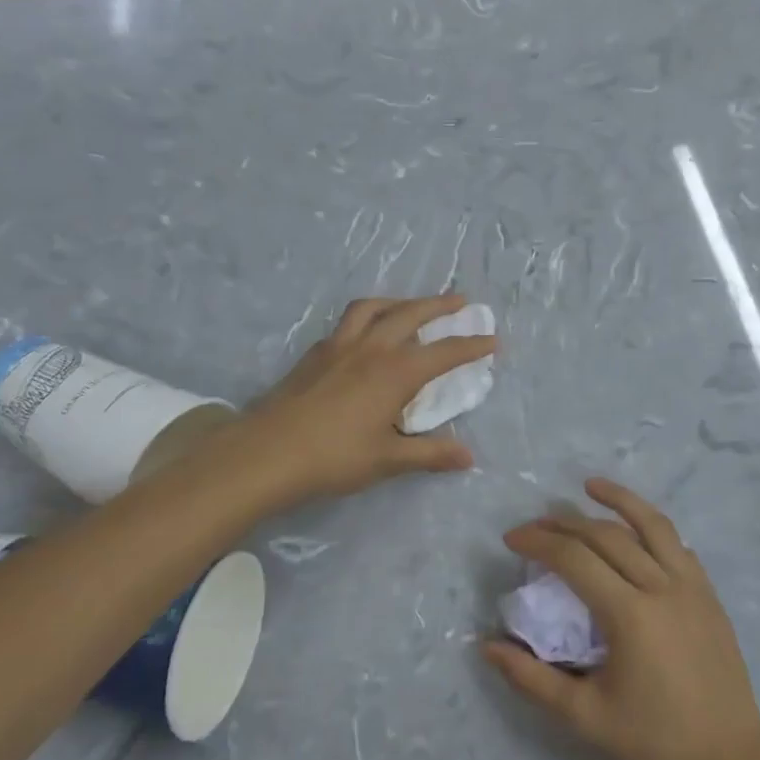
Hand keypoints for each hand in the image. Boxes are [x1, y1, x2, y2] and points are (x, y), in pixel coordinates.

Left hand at [239, 293, 495, 502]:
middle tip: (460, 301)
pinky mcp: (315, 353)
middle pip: (411, 314)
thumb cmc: (333, 457)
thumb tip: (468, 457)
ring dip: (398, 301)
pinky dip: (367, 317)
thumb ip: (429, 454)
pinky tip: (365, 333)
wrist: (267, 452)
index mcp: (395, 372)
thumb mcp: (387, 459)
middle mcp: (371, 348)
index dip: (471, 346)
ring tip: (410, 305)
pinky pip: (348, 321)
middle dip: (439, 305)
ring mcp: (339, 346)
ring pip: (374, 308)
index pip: (444, 353)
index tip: (492, 339)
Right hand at [483, 478, 759, 759]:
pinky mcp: (709, 595)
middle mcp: (662, 587)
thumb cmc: (654, 740)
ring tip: (591, 485)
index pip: (574, 559)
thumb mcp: (585, 716)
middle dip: (565, 522)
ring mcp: (691, 587)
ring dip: (619, 500)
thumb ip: (533, 679)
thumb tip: (488, 647)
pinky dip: (651, 528)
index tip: (511, 539)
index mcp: (629, 614)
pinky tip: (637, 530)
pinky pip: (677, 546)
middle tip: (536, 523)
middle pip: (607, 536)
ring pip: (652, 525)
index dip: (538, 541)